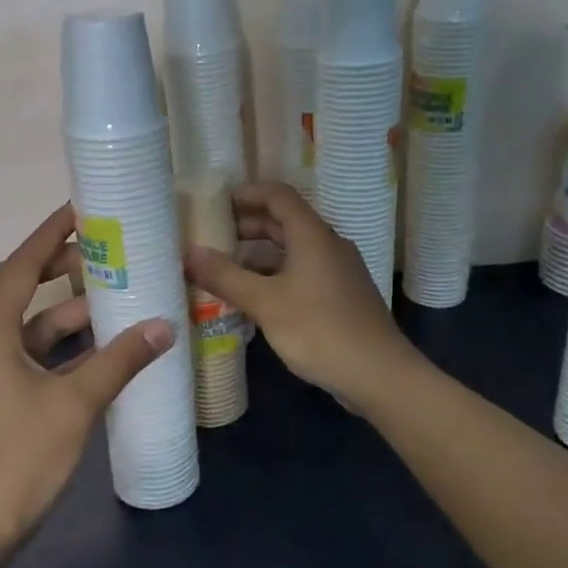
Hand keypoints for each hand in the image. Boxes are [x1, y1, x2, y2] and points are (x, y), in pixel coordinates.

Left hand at [0, 204, 174, 553]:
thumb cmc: (18, 458)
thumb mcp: (75, 404)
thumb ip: (120, 361)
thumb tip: (164, 325)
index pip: (20, 266)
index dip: (49, 234)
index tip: (81, 209)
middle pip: (26, 291)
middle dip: (64, 268)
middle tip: (107, 250)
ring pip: (37, 328)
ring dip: (73, 312)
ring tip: (118, 295)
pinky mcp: (5, 399)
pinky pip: (40, 357)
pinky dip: (70, 348)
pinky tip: (106, 349)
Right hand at [185, 182, 415, 407]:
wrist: (378, 373)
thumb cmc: (318, 329)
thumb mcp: (264, 303)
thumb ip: (225, 276)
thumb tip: (188, 253)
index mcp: (312, 235)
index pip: (279, 196)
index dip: (247, 194)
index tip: (217, 203)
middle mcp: (328, 245)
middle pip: (286, 222)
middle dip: (248, 226)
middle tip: (214, 237)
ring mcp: (338, 272)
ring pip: (294, 251)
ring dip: (260, 255)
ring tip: (226, 271)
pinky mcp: (341, 296)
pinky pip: (303, 273)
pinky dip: (276, 276)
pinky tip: (256, 299)